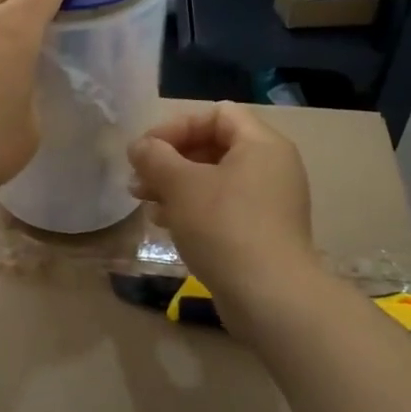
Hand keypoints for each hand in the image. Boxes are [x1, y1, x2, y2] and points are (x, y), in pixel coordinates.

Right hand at [127, 102, 318, 322]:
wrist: (269, 297)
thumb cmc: (224, 227)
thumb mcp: (181, 185)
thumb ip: (155, 157)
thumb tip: (140, 147)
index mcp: (262, 144)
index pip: (217, 114)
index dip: (177, 126)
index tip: (146, 150)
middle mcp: (272, 167)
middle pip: (214, 147)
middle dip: (171, 160)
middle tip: (138, 180)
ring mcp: (270, 203)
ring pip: (215, 181)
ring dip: (176, 186)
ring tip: (145, 204)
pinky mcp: (262, 233)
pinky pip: (223, 209)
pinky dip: (193, 210)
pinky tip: (166, 225)